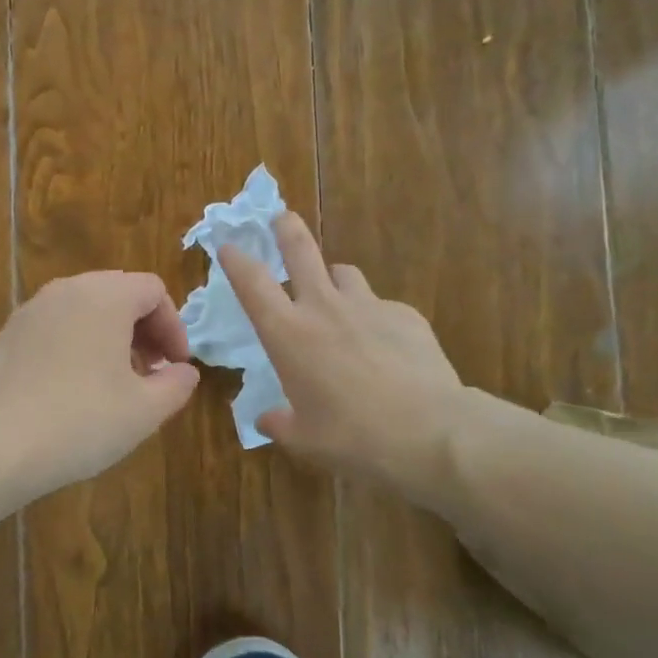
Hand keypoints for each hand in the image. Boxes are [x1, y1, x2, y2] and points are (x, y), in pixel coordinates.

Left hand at [0, 271, 200, 504]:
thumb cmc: (81, 422)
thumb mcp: (145, 410)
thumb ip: (176, 384)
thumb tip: (183, 371)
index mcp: (104, 296)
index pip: (153, 290)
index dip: (174, 327)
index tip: (177, 367)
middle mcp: (65, 290)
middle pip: (118, 293)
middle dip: (143, 329)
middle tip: (151, 372)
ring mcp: (30, 311)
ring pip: (84, 309)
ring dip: (110, 337)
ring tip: (115, 382)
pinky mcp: (7, 335)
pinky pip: (55, 327)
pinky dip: (77, 344)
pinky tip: (74, 389)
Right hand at [220, 213, 464, 509]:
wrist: (430, 432)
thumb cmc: (352, 437)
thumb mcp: (305, 439)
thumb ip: (280, 423)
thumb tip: (266, 419)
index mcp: (288, 334)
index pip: (252, 283)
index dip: (236, 260)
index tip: (227, 244)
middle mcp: (324, 308)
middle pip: (300, 250)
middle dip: (286, 229)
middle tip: (281, 218)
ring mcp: (368, 306)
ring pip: (344, 273)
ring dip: (334, 280)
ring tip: (338, 300)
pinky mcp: (405, 315)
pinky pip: (382, 307)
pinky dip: (375, 318)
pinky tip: (386, 348)